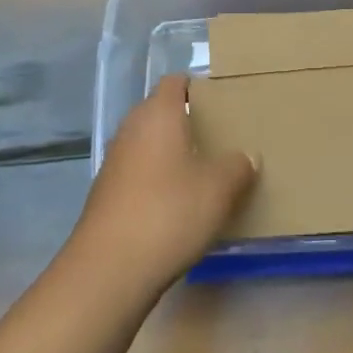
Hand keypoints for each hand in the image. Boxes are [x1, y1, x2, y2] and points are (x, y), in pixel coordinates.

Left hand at [70, 75, 256, 297]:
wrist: (109, 269)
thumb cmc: (169, 212)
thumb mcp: (219, 189)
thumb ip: (237, 166)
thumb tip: (246, 156)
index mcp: (159, 113)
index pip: (176, 82)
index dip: (198, 87)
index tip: (222, 103)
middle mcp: (132, 128)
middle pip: (161, 112)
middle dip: (188, 122)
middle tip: (220, 139)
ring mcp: (115, 161)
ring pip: (149, 144)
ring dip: (172, 155)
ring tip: (203, 174)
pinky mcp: (106, 194)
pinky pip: (138, 174)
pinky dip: (156, 181)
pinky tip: (177, 206)